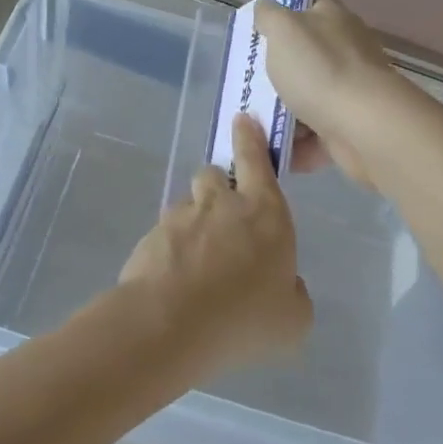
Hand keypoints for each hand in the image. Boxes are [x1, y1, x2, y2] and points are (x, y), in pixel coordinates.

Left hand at [118, 115, 311, 375]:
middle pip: (214, 175)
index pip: (256, 161)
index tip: (243, 119)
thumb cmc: (245, 317)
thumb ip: (292, 292)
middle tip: (223, 219)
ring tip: (196, 262)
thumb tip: (285, 283)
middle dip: (218, 187)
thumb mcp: (293, 319)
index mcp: (264, 213)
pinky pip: (164, 235)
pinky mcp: (150, 238)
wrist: (170, 324)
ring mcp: (180, 218)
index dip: (250, 139)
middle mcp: (220, 205)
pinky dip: (170, 251)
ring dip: (193, 222)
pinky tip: (174, 283)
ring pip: (186, 205)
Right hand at [254, 0, 404, 188]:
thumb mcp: (283, 29)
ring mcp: (349, 90)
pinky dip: (294, 143)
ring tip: (252, 123)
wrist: (365, 127)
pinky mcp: (348, 126)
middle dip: (275, 71)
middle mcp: (345, 50)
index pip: (310, 3)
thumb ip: (269, 15)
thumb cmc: (319, 70)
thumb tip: (266, 10)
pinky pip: (313, 134)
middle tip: (246, 82)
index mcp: (332, 19)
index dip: (284, 13)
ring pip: (305, 97)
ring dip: (280, 112)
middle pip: (304, 55)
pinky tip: (271, 148)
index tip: (258, 32)